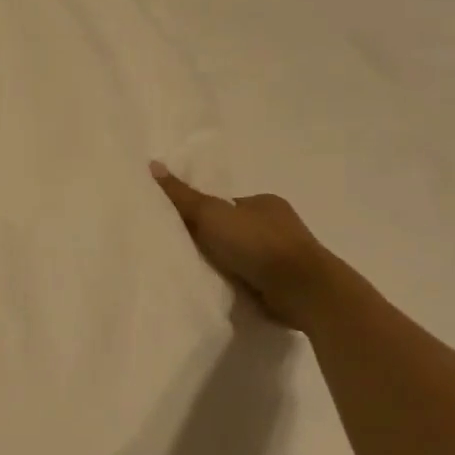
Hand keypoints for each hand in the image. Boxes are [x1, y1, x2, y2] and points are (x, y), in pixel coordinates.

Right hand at [150, 163, 332, 328]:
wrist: (303, 290)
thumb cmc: (257, 243)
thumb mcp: (210, 214)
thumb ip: (181, 195)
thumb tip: (152, 165)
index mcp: (264, 202)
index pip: (224, 204)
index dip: (201, 214)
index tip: (180, 229)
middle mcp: (278, 225)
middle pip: (232, 229)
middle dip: (212, 240)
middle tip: (183, 251)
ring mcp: (284, 256)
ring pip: (242, 256)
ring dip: (225, 264)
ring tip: (198, 273)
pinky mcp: (286, 283)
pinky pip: (252, 278)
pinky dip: (237, 282)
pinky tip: (221, 289)